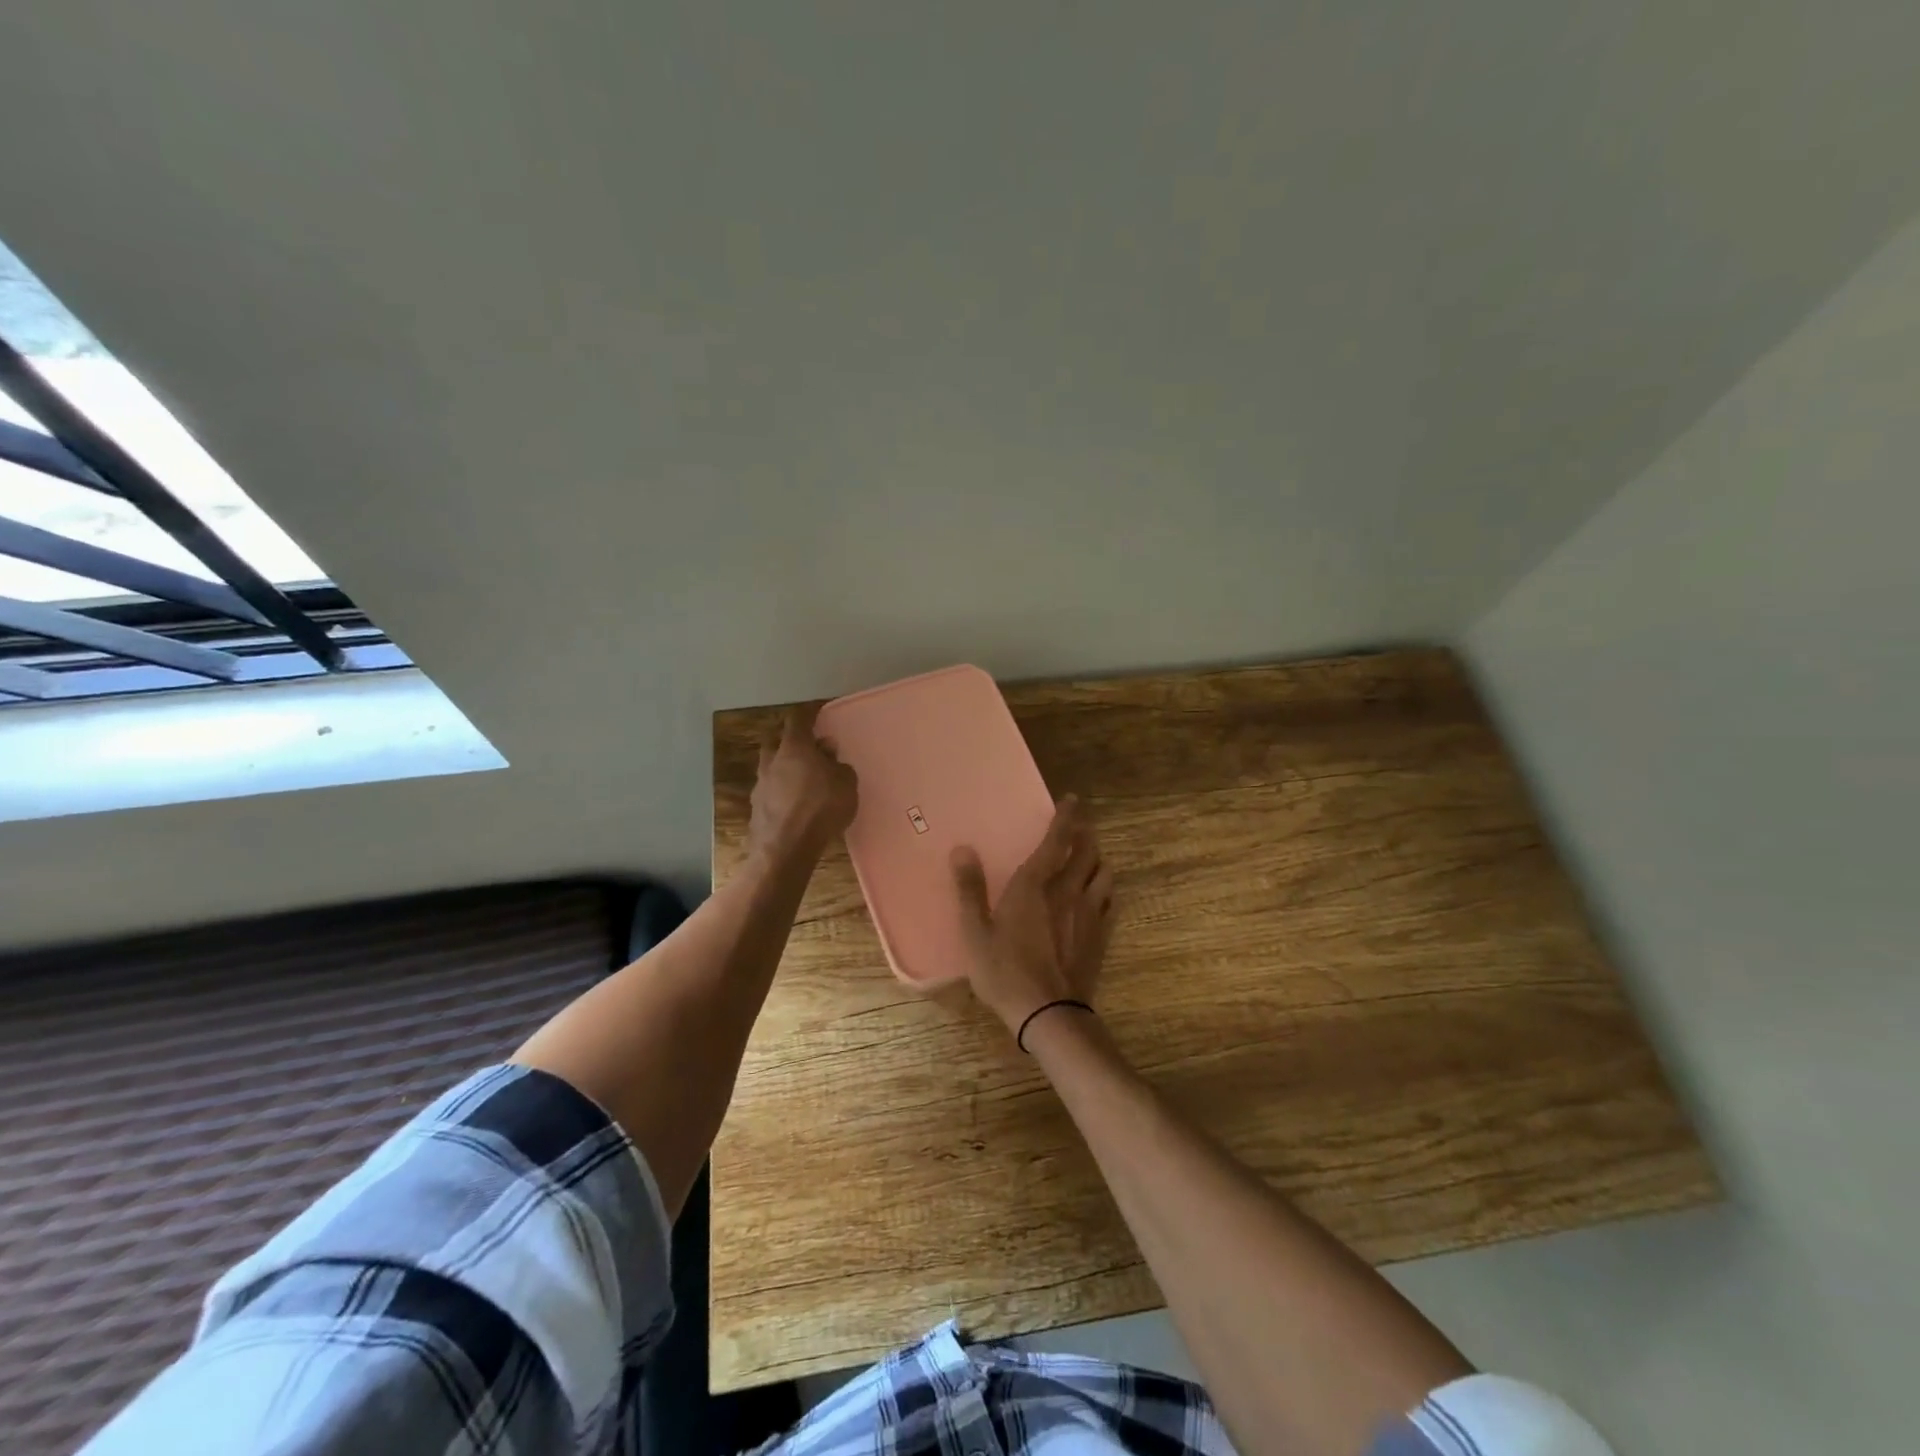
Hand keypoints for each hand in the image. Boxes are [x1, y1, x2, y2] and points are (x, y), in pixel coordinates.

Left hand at [748, 704, 858, 863]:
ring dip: (785, 769)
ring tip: (803, 781)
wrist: (786, 849)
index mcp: (794, 747)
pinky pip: (771, 792)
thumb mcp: (846, 783)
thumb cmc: (821, 807)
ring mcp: (760, 786)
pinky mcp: (756, 809)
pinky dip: (781, 793)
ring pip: (771, 768)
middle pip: (777, 742)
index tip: (817, 710)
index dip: (809, 712)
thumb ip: (838, 764)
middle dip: (791, 741)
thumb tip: (827, 751)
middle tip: (808, 748)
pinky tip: (794, 805)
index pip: (798, 719)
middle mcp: (772, 761)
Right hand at [951, 796, 1114, 1035]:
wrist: (1049, 1013)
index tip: (1072, 800)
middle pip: (1087, 850)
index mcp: (1035, 884)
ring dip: (1097, 859)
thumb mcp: (975, 932)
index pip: (1057, 840)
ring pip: (1103, 872)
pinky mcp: (1102, 935)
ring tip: (1090, 857)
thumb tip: (962, 849)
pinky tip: (1100, 894)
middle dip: (1085, 833)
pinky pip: (1111, 900)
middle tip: (1079, 825)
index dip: (1065, 817)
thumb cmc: (1005, 972)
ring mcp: (1090, 912)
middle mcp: (1068, 890)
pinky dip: (1105, 888)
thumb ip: (969, 889)